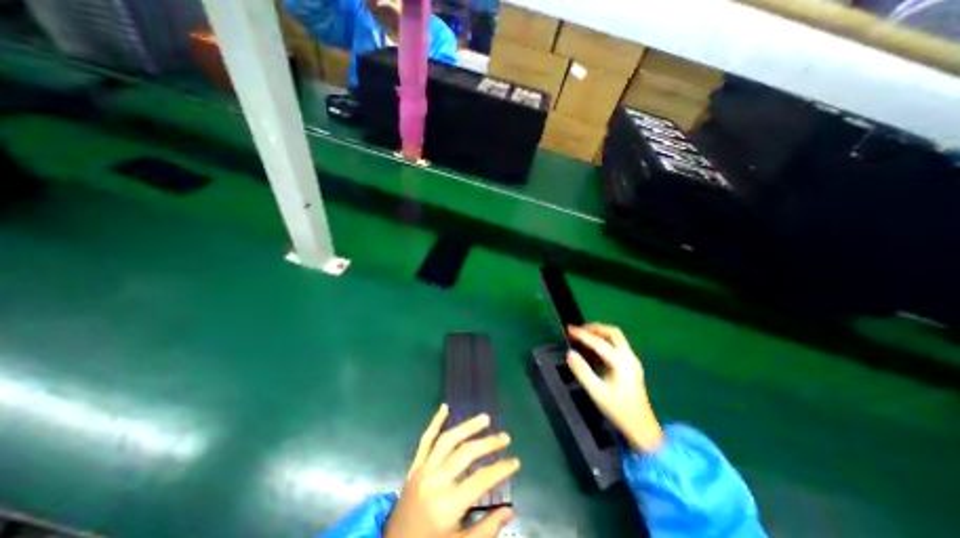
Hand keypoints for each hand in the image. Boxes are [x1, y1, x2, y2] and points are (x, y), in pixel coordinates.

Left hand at [384, 403, 522, 537]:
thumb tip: (511, 510)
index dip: (501, 470)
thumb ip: (486, 530)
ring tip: (485, 418)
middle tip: (505, 437)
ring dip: (467, 426)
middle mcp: (436, 481)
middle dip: (488, 444)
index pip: (481, 480)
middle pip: (466, 454)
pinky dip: (435, 422)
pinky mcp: (415, 466)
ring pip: (447, 440)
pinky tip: (445, 406)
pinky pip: (425, 440)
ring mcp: (423, 470)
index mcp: (448, 505)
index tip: (515, 461)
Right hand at [564, 323, 664, 453]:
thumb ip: (582, 371)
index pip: (598, 342)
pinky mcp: (632, 366)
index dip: (582, 335)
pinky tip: (593, 354)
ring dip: (600, 335)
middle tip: (579, 331)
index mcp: (621, 362)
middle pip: (613, 333)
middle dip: (595, 328)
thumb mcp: (596, 392)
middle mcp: (629, 357)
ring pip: (616, 338)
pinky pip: (617, 347)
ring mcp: (632, 361)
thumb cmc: (619, 410)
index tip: (569, 329)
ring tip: (583, 339)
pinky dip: (604, 344)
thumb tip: (570, 353)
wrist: (643, 429)